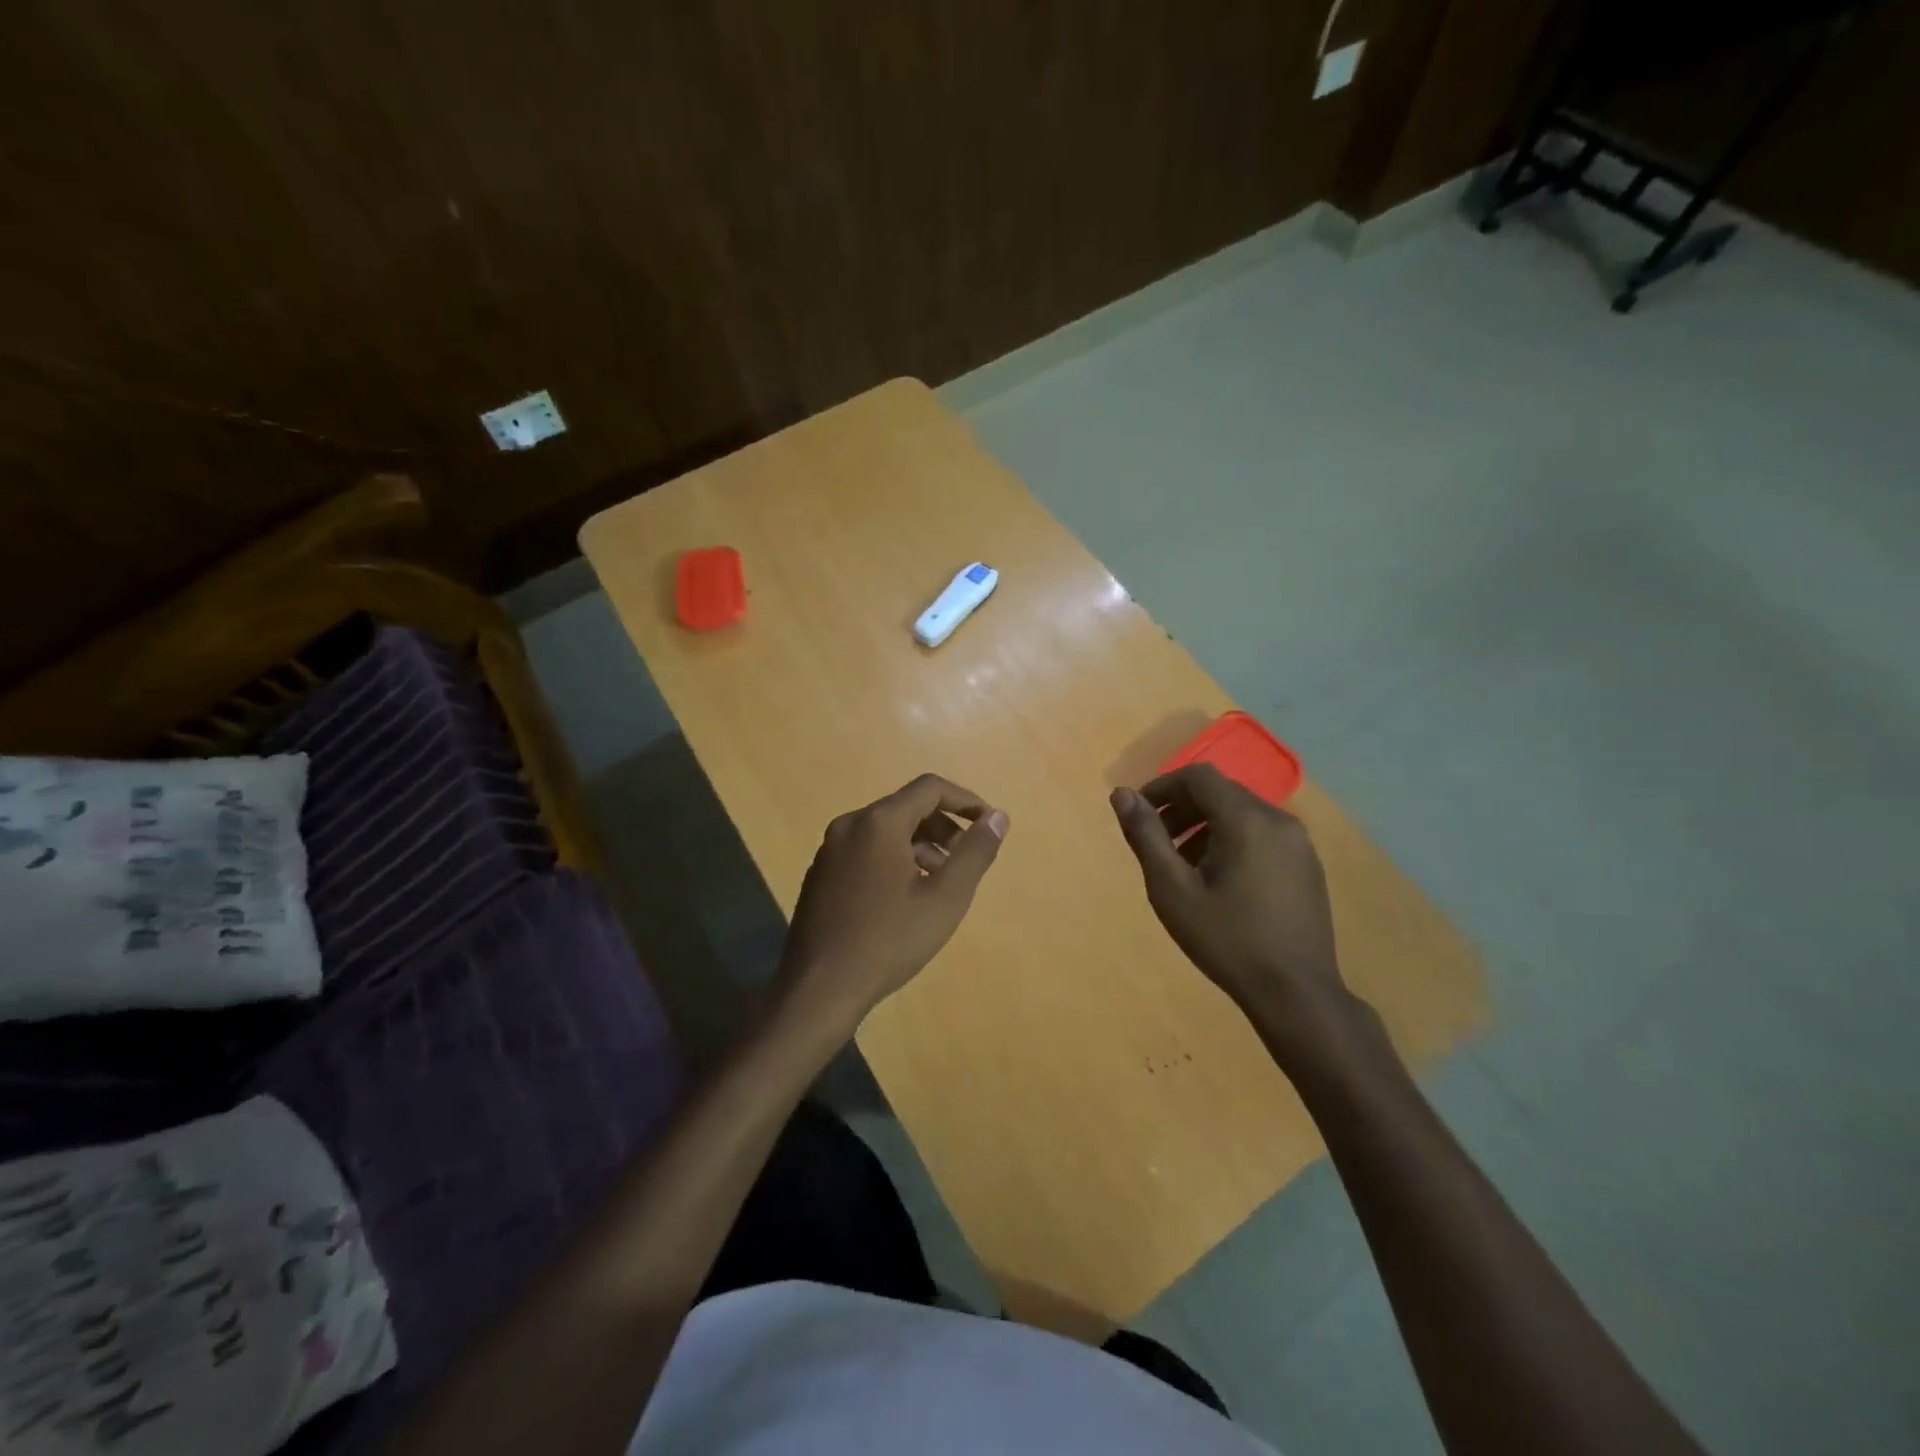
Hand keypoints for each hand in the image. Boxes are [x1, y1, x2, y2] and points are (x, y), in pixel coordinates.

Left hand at [775, 774, 1008, 1037]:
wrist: (818, 988)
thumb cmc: (888, 940)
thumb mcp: (945, 898)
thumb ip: (975, 852)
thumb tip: (997, 817)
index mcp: (878, 822)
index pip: (930, 788)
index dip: (965, 800)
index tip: (988, 824)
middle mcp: (850, 825)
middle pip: (906, 808)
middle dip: (943, 827)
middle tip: (966, 860)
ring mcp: (830, 849)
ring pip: (885, 831)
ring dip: (920, 846)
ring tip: (940, 884)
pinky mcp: (821, 873)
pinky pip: (866, 850)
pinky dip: (894, 859)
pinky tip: (905, 898)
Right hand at [1110, 764, 1348, 1034]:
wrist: (1296, 993)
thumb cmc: (1227, 940)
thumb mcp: (1172, 890)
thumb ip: (1146, 836)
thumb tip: (1121, 793)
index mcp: (1246, 820)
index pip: (1198, 776)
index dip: (1162, 786)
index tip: (1139, 813)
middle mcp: (1278, 820)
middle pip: (1221, 792)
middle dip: (1182, 807)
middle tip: (1156, 840)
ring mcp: (1299, 843)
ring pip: (1242, 813)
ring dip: (1205, 824)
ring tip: (1182, 864)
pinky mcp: (1307, 865)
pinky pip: (1262, 834)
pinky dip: (1232, 839)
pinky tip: (1218, 880)